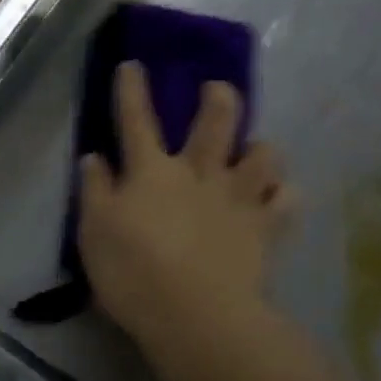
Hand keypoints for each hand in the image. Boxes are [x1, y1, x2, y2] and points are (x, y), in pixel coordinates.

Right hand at [78, 63, 294, 377]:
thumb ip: (95, 191)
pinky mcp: (265, 229)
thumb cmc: (134, 273)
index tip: (133, 64)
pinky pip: (286, 201)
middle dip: (219, 98)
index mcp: (152, 171)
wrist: (196, 317)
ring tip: (257, 153)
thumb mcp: (95, 233)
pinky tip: (280, 197)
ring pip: (263, 155)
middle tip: (220, 89)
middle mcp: (198, 173)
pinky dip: (284, 195)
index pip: (136, 119)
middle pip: (216, 121)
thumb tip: (94, 156)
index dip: (132, 89)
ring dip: (261, 149)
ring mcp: (237, 198)